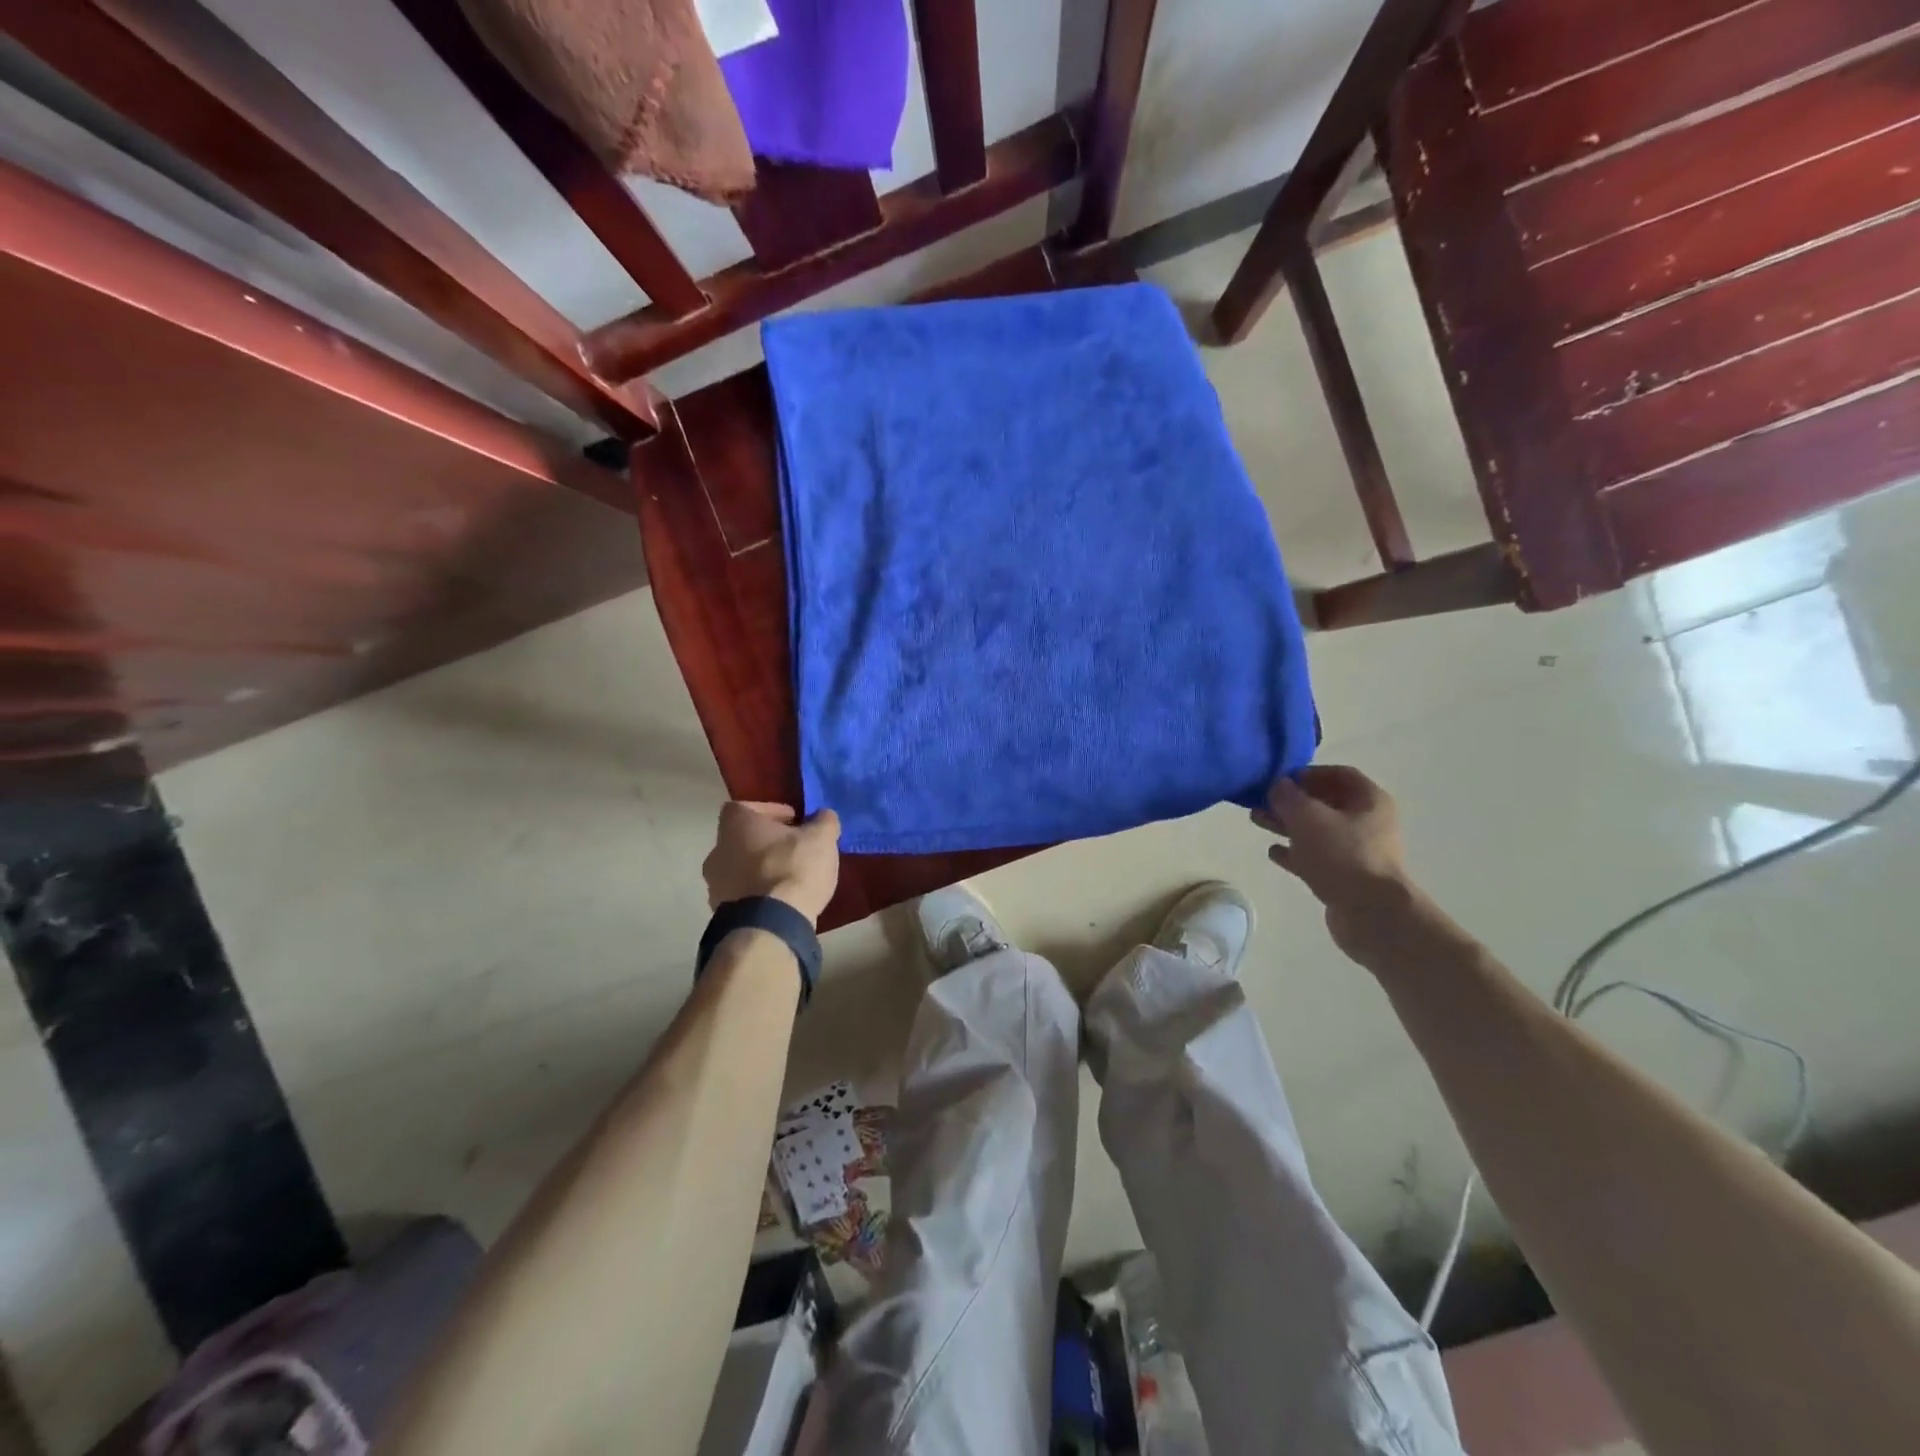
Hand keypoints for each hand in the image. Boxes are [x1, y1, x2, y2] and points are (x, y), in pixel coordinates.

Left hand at [703, 802, 841, 925]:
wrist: (771, 925)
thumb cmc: (793, 868)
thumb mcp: (821, 837)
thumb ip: (823, 821)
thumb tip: (823, 817)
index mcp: (735, 824)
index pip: (744, 806)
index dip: (770, 811)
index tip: (793, 820)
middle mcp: (717, 850)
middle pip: (741, 839)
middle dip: (766, 843)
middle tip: (794, 849)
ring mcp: (715, 884)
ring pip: (739, 868)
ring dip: (760, 870)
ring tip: (789, 878)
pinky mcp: (721, 913)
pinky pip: (741, 896)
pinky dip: (757, 895)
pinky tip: (780, 901)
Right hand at [1253, 766, 1414, 961]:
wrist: (1371, 914)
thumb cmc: (1342, 855)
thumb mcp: (1307, 817)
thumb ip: (1287, 796)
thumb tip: (1277, 786)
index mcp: (1369, 801)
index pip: (1338, 774)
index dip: (1307, 773)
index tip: (1279, 779)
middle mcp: (1368, 823)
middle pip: (1325, 802)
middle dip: (1291, 800)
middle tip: (1260, 800)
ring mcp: (1358, 852)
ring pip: (1317, 830)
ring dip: (1287, 825)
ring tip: (1257, 821)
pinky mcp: (1346, 877)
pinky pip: (1316, 857)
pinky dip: (1295, 852)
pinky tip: (1273, 852)